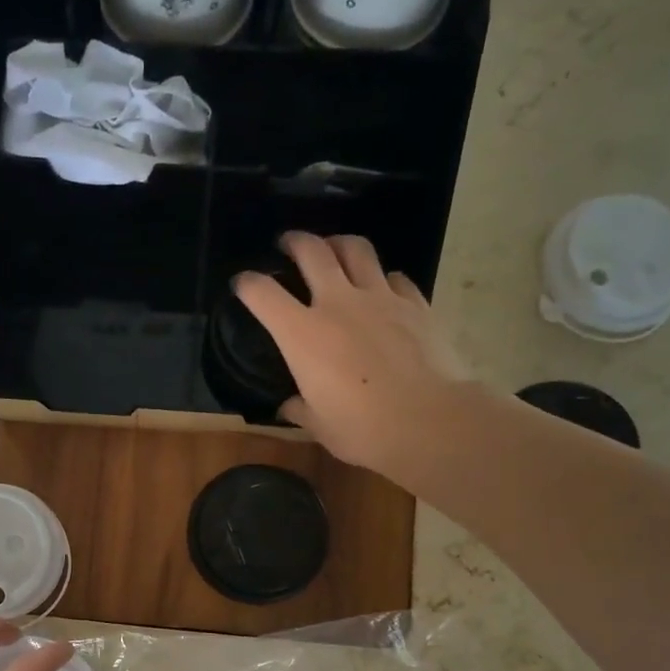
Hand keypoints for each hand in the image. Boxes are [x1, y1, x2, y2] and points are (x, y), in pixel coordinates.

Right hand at [234, 232, 476, 490]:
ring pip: (356, 250)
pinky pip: (395, 277)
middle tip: (289, 243)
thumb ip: (300, 408)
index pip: (263, 294)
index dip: (248, 285)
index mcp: (302, 334)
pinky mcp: (416, 304)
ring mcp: (380, 298)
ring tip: (334, 249)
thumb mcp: (318, 425)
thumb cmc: (362, 429)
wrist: (428, 421)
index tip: (242, 284)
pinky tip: (382, 288)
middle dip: (295, 241)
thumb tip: (289, 405)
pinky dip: (383, 277)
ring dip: (340, 244)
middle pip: (313, 252)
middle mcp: (338, 303)